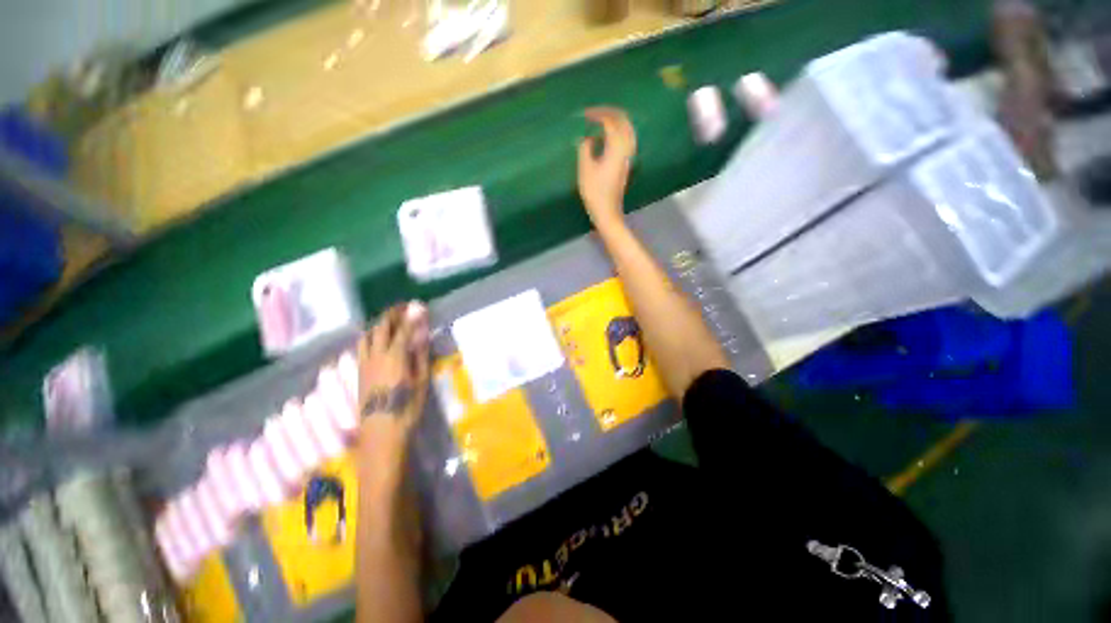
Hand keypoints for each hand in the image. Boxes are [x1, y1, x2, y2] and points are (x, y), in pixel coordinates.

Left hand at [357, 302, 430, 445]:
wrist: (381, 430)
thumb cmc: (407, 406)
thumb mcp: (421, 380)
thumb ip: (420, 354)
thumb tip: (423, 334)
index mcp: (394, 356)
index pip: (403, 329)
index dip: (410, 316)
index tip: (418, 305)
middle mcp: (376, 355)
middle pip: (381, 328)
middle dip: (391, 314)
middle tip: (402, 307)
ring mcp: (364, 363)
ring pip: (367, 336)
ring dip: (378, 324)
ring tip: (389, 320)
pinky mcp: (359, 371)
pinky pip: (362, 346)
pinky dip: (370, 336)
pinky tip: (377, 339)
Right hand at [577, 107, 636, 230]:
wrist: (608, 212)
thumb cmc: (595, 192)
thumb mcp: (585, 169)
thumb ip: (585, 148)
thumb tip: (588, 138)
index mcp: (616, 148)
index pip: (610, 121)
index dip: (598, 114)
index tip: (584, 114)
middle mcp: (626, 149)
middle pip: (623, 121)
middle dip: (609, 113)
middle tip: (594, 112)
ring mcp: (629, 157)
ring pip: (627, 130)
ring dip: (615, 121)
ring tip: (601, 121)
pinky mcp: (627, 164)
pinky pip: (627, 139)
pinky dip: (618, 132)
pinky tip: (608, 137)